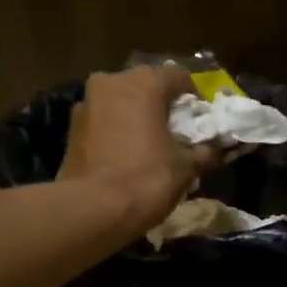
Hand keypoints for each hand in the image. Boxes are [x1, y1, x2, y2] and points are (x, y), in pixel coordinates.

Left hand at [58, 65, 215, 228]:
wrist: (93, 210)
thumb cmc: (147, 180)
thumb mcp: (186, 168)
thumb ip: (204, 152)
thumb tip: (214, 149)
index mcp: (144, 83)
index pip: (179, 76)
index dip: (195, 97)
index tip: (202, 119)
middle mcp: (111, 82)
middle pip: (146, 85)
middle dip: (162, 105)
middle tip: (176, 131)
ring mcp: (86, 103)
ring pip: (121, 102)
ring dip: (136, 117)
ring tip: (150, 144)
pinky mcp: (71, 128)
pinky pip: (104, 121)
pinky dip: (117, 131)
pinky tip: (126, 154)